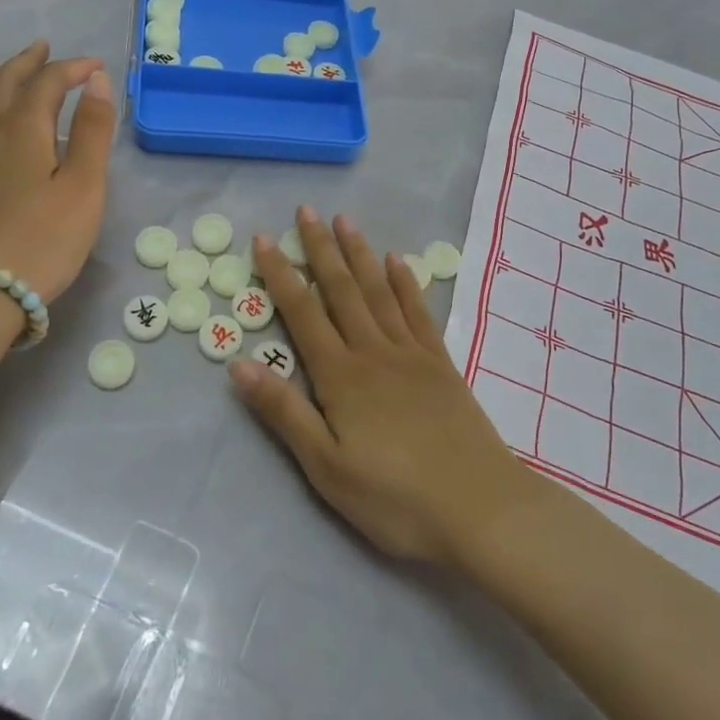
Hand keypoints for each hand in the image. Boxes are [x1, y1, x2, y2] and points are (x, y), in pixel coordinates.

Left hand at [0, 41, 115, 303]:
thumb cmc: (44, 240)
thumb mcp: (84, 186)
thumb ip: (91, 130)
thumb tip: (96, 81)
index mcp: (23, 129)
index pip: (47, 83)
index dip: (72, 69)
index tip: (96, 68)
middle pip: (3, 84)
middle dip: (27, 62)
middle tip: (43, 49)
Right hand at [229, 207, 538, 565]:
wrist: (480, 508)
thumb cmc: (395, 499)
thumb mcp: (326, 468)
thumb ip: (284, 413)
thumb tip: (238, 365)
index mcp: (341, 377)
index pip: (302, 314)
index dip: (280, 275)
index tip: (264, 240)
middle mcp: (374, 352)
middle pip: (342, 290)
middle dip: (320, 249)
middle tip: (306, 211)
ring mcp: (412, 354)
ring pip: (379, 291)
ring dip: (360, 254)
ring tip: (345, 221)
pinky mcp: (441, 364)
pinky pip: (418, 312)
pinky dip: (405, 283)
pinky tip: (397, 261)